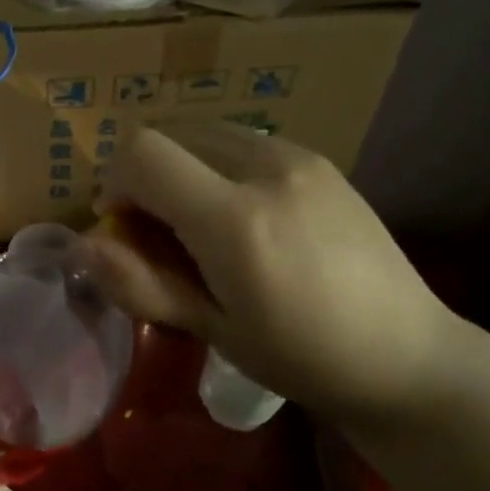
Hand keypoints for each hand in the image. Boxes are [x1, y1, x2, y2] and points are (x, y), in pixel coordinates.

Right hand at [80, 122, 467, 425]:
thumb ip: (141, 282)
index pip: (142, 154)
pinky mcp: (319, 159)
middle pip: (170, 134)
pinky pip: (243, 143)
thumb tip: (83, 246)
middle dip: (146, 175)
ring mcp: (298, 156)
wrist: (406, 353)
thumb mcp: (212, 329)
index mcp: (234, 219)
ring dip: (182, 168)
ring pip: (206, 133)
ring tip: (200, 223)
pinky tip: (243, 216)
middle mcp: (265, 168)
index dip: (114, 181)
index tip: (120, 225)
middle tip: (158, 232)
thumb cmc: (301, 356)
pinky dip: (217, 166)